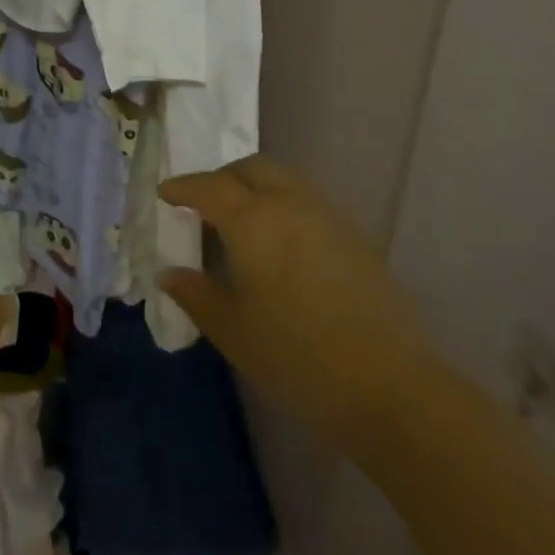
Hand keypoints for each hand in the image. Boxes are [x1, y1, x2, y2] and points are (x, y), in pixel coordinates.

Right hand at [160, 155, 439, 455]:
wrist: (389, 386)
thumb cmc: (296, 355)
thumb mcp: (232, 329)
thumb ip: (195, 294)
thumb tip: (169, 273)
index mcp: (252, 219)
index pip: (208, 186)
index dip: (183, 187)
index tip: (165, 193)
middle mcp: (289, 204)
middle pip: (251, 168)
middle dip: (222, 177)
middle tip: (203, 202)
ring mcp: (327, 217)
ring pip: (284, 181)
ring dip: (256, 188)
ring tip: (241, 223)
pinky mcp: (355, 238)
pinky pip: (308, 203)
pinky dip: (283, 207)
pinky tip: (280, 246)